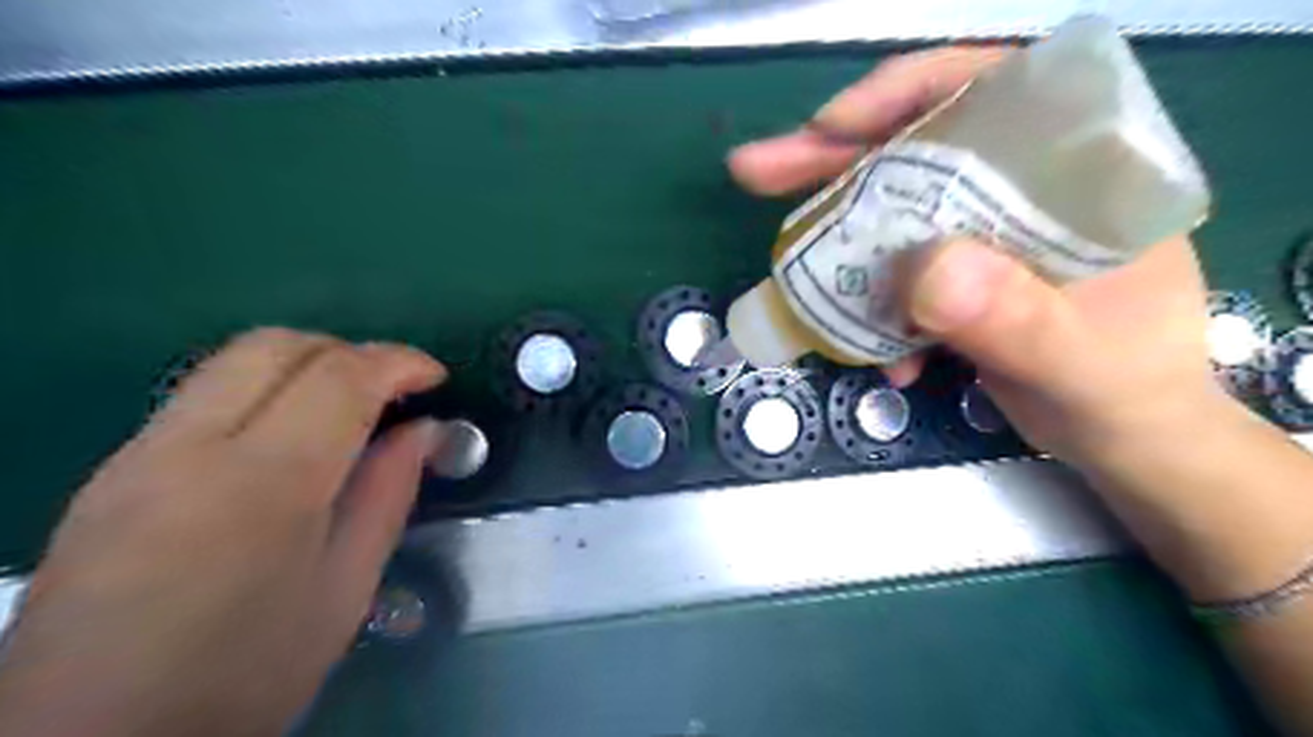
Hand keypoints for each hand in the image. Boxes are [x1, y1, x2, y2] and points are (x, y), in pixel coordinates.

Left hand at [0, 328, 445, 736]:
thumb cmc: (245, 673)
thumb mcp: (345, 588)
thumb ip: (387, 494)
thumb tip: (424, 431)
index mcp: (263, 484)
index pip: (339, 378)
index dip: (397, 362)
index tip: (435, 377)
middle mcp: (189, 448)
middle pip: (276, 346)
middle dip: (350, 351)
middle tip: (392, 390)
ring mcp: (138, 454)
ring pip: (234, 360)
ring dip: (307, 365)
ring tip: (349, 408)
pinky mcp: (112, 469)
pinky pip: (204, 393)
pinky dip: (266, 389)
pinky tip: (289, 438)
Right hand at [728, 46, 1219, 470]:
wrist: (1121, 438)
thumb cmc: (1125, 391)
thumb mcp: (1080, 361)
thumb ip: (1015, 317)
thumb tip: (922, 272)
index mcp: (1079, 171)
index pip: (992, 89)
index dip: (906, 93)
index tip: (833, 126)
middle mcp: (1023, 187)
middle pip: (917, 146)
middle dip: (834, 158)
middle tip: (758, 171)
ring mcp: (981, 232)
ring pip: (892, 208)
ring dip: (833, 234)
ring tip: (782, 259)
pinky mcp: (955, 275)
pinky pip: (890, 271)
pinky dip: (866, 304)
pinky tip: (874, 351)